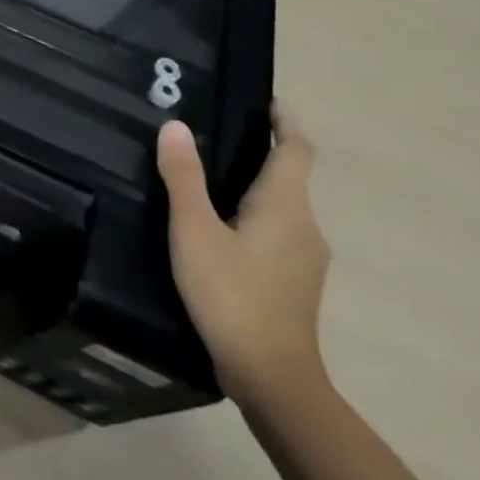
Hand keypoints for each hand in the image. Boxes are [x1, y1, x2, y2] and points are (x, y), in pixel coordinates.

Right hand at [155, 102, 330, 413]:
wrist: (272, 378)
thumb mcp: (194, 230)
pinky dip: (253, 214)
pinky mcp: (294, 282)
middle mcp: (305, 226)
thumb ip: (183, 177)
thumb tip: (175, 125)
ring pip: (281, 207)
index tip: (265, 100)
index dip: (284, 122)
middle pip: (289, 177)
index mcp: (285, 206)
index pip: (296, 150)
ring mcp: (305, 258)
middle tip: (213, 132)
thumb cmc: (232, 294)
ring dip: (253, 185)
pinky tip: (217, 226)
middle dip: (259, 151)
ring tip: (205, 174)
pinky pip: (276, 231)